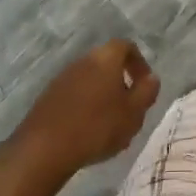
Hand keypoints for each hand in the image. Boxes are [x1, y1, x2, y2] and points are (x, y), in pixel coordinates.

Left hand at [9, 40, 159, 182]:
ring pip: (90, 79)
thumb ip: (146, 92)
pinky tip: (87, 131)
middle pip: (107, 63)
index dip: (139, 63)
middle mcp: (83, 60)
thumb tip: (151, 78)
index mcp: (105, 58)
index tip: (144, 86)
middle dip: (121, 82)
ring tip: (109, 124)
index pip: (126, 46)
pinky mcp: (48, 96)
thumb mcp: (133, 113)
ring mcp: (63, 77)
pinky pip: (74, 94)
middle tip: (129, 108)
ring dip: (102, 95)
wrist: (44, 148)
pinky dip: (85, 106)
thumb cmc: (96, 127)